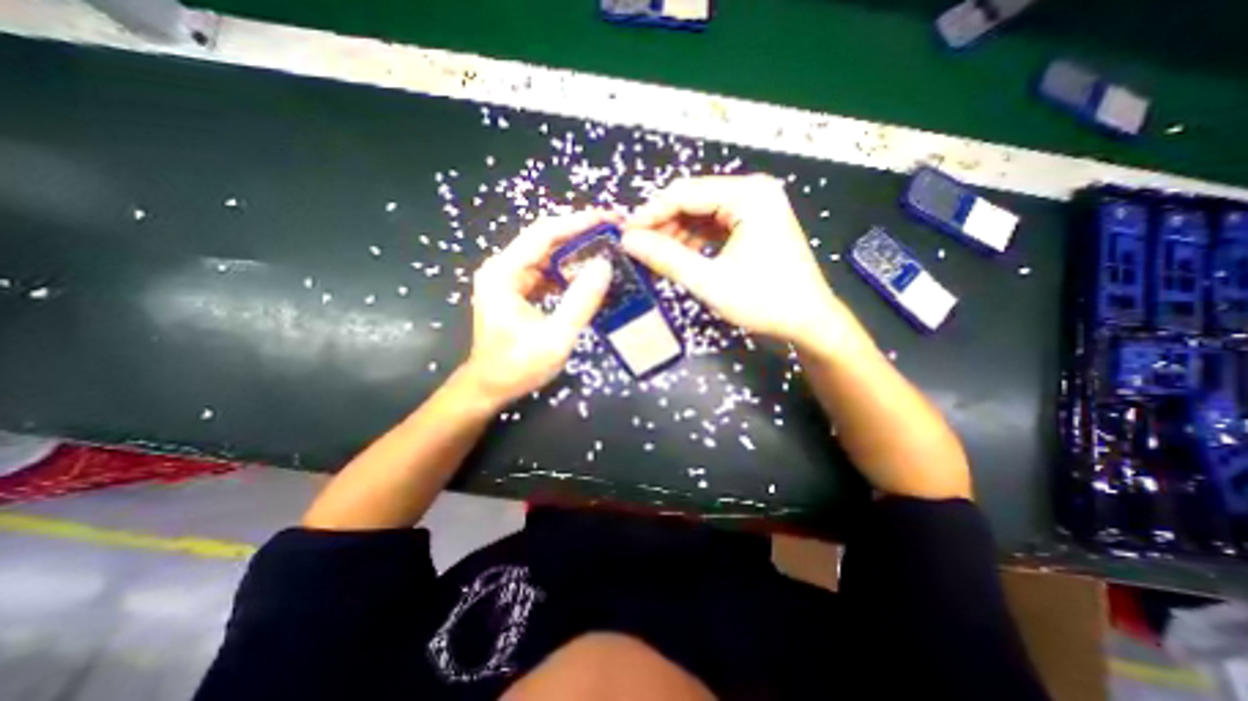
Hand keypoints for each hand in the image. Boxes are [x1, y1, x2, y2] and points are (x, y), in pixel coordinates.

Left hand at [457, 214, 611, 409]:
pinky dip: (568, 271)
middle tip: (614, 231)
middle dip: (581, 233)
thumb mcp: (555, 337)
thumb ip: (581, 301)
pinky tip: (588, 275)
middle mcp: (503, 268)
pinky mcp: (516, 289)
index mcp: (504, 273)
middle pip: (545, 239)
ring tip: (607, 248)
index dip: (578, 222)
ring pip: (547, 254)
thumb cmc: (518, 366)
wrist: (490, 387)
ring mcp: (508, 278)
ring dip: (576, 251)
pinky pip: (546, 271)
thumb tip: (605, 265)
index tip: (609, 218)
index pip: (544, 233)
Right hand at [623, 173, 868, 351]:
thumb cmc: (764, 301)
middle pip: (693, 201)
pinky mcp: (754, 224)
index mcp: (748, 195)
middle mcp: (752, 192)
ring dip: (676, 235)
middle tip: (637, 249)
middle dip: (662, 225)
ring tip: (654, 257)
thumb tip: (628, 241)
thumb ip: (667, 259)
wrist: (807, 321)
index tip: (624, 234)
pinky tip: (678, 257)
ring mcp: (755, 207)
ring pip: (701, 215)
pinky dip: (693, 241)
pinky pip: (714, 226)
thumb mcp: (710, 282)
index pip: (684, 194)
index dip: (650, 213)